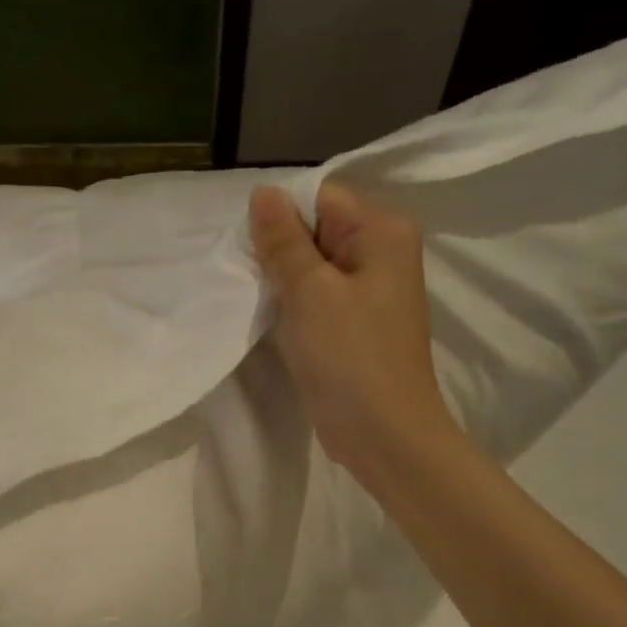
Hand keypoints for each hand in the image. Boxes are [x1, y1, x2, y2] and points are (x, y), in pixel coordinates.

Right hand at [249, 182, 453, 477]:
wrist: (382, 433)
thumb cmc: (349, 356)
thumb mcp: (309, 291)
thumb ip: (283, 240)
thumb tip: (263, 192)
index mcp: (382, 230)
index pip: (320, 197)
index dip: (279, 216)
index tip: (247, 248)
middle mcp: (382, 252)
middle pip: (316, 229)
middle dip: (277, 249)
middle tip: (244, 275)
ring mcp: (369, 291)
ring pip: (312, 266)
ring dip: (281, 280)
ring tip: (252, 297)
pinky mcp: (354, 324)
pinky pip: (317, 297)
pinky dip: (292, 304)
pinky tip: (270, 318)